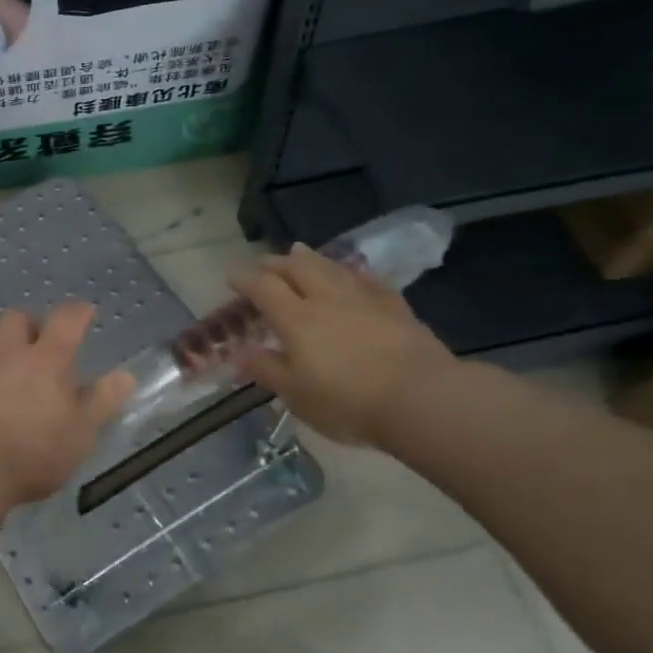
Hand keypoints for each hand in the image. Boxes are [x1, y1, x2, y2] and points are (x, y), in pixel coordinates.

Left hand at [0, 302, 133, 507]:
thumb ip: (101, 402)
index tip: (85, 312)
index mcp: (46, 361)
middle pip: (15, 318)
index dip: (77, 313)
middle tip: (38, 340)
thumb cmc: (34, 453)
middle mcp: (8, 355)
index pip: (65, 321)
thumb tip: (125, 375)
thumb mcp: (80, 434)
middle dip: (28, 323)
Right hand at [231, 244, 455, 448]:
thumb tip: (238, 355)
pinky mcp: (394, 307)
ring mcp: (363, 299)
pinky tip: (352, 273)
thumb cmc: (348, 401)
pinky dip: (352, 273)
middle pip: (296, 267)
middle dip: (275, 262)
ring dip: (310, 258)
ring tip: (299, 251)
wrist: (421, 398)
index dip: (244, 278)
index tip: (231, 275)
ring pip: (331, 267)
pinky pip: (367, 280)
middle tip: (263, 263)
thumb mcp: (296, 394)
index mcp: (295, 318)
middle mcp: (325, 299)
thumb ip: (266, 370)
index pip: (263, 287)